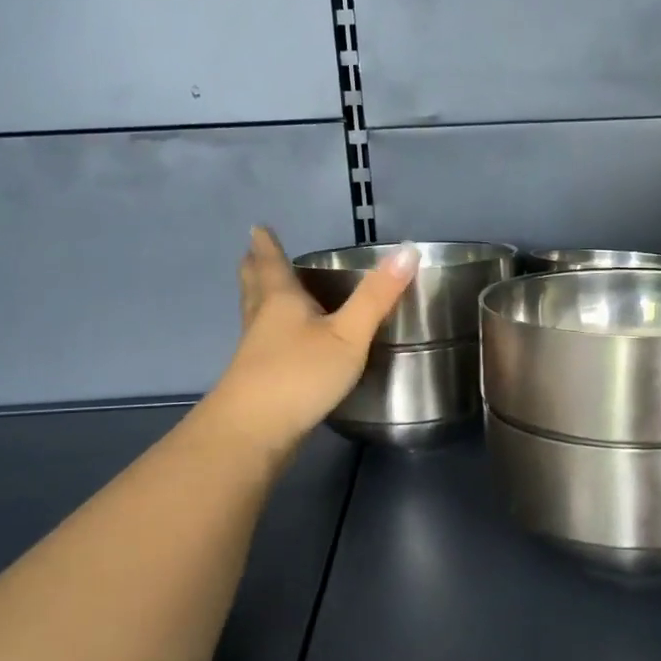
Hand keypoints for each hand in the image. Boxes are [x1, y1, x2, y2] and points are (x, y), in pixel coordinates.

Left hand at [199, 228, 415, 466]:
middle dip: (256, 268)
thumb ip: (376, 297)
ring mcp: (256, 353)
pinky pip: (263, 344)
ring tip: (264, 291)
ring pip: (255, 316)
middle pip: (255, 287)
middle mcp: (262, 321)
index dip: (267, 245)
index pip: (272, 264)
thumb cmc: (300, 374)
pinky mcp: (258, 381)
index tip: (258, 228)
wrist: (254, 432)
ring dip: (259, 299)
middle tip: (252, 253)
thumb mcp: (348, 335)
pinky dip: (269, 333)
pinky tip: (282, 344)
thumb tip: (408, 251)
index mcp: (281, 301)